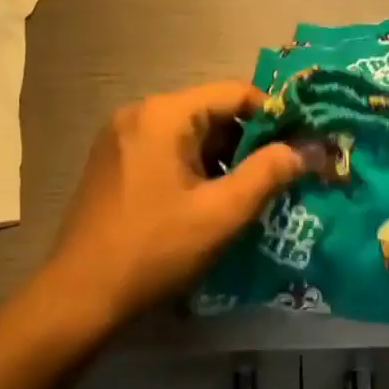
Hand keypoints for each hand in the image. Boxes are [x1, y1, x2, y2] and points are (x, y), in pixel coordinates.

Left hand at [45, 82, 310, 326]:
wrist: (79, 296)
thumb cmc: (155, 249)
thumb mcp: (221, 213)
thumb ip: (268, 174)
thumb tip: (309, 149)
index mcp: (165, 114)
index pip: (235, 93)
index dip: (274, 116)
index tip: (300, 144)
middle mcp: (140, 113)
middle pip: (211, 112)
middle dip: (249, 141)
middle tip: (282, 173)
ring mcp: (121, 137)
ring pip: (189, 134)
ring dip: (223, 158)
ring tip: (253, 192)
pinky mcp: (113, 162)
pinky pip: (167, 150)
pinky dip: (195, 167)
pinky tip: (211, 201)